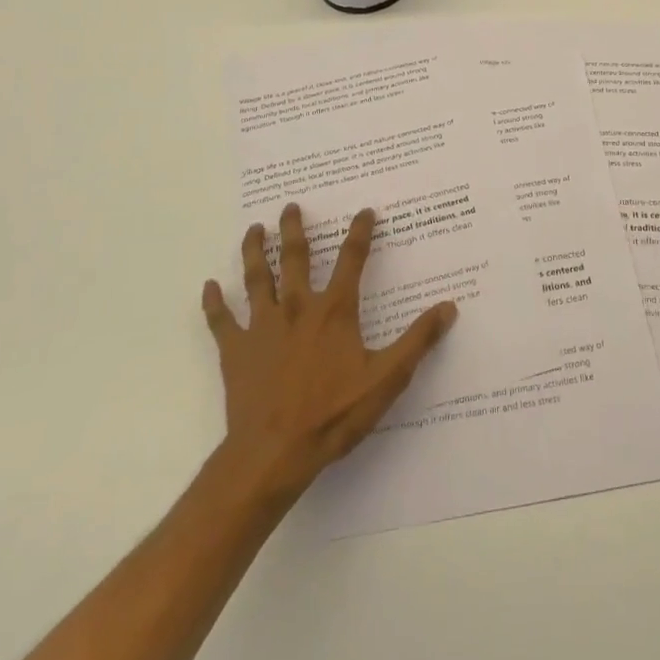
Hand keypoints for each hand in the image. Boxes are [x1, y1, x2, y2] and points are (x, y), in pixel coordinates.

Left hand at [202, 204, 456, 504]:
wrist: (274, 453)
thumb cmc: (333, 414)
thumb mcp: (386, 379)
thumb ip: (417, 341)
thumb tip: (448, 307)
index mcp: (334, 311)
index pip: (351, 260)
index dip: (360, 233)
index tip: (364, 211)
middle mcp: (297, 307)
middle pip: (295, 258)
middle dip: (294, 229)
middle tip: (290, 206)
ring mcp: (262, 327)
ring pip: (257, 278)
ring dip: (255, 251)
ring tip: (254, 228)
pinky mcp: (236, 351)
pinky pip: (221, 320)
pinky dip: (215, 302)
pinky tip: (210, 286)